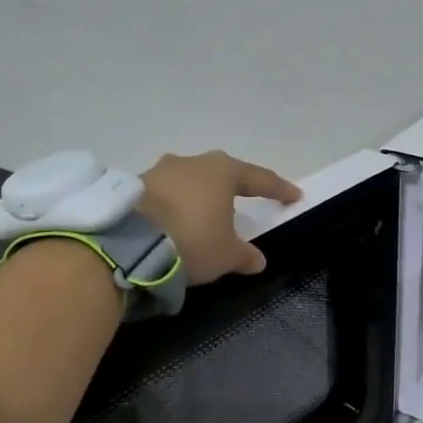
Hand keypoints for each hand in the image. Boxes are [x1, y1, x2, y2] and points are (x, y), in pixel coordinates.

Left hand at [138, 150, 301, 285]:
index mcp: (223, 171)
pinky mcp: (135, 186)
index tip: (294, 196)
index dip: (278, 189)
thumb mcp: (226, 255)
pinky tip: (174, 222)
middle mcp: (193, 162)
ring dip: (199, 196)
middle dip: (234, 187)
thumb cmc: (192, 240)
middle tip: (245, 200)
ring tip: (204, 216)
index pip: (259, 179)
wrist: (128, 242)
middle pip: (221, 173)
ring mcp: (160, 171)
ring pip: (190, 181)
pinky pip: (165, 194)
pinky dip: (174, 206)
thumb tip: (257, 260)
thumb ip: (244, 255)